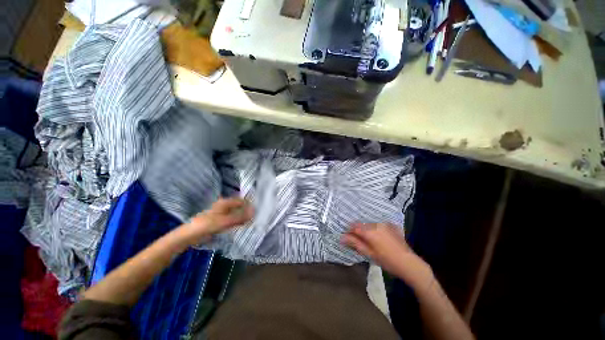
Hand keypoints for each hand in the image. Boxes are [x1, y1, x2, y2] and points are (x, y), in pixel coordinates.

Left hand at [183, 198, 253, 244]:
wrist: (190, 235)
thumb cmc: (207, 225)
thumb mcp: (225, 221)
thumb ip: (240, 217)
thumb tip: (254, 212)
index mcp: (225, 202)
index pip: (241, 200)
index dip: (249, 204)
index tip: (258, 210)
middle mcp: (224, 206)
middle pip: (239, 206)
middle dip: (247, 211)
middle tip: (256, 217)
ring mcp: (222, 213)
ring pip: (236, 213)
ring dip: (243, 217)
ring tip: (251, 221)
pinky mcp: (220, 221)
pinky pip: (232, 219)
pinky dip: (238, 221)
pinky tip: (242, 225)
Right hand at [342, 223, 432, 287]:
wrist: (409, 264)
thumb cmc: (387, 261)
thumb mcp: (369, 253)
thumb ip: (355, 243)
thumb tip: (341, 237)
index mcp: (370, 231)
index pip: (353, 226)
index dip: (349, 231)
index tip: (348, 238)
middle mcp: (376, 224)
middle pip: (361, 224)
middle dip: (357, 231)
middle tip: (359, 242)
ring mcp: (384, 224)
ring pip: (369, 224)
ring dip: (366, 230)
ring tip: (369, 241)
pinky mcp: (391, 225)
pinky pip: (378, 225)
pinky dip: (375, 229)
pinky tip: (379, 238)